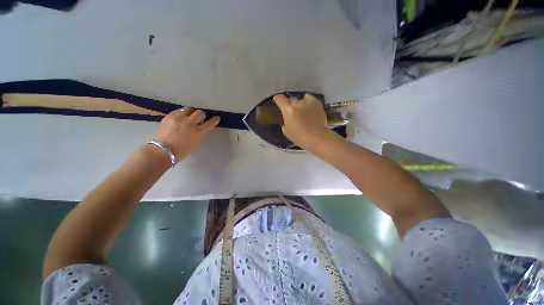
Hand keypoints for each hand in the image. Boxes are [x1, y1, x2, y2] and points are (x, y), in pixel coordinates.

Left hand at [155, 108, 219, 158]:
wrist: (163, 150)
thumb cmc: (183, 150)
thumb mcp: (197, 143)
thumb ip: (201, 134)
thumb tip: (202, 127)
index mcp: (199, 132)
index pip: (210, 123)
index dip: (214, 120)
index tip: (216, 118)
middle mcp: (190, 123)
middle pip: (200, 113)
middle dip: (201, 115)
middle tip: (199, 119)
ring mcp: (179, 118)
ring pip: (189, 109)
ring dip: (191, 113)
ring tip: (189, 117)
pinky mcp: (170, 116)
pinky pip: (179, 111)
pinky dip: (182, 114)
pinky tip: (180, 119)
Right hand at [273, 93, 331, 150]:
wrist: (317, 137)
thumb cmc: (299, 137)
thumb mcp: (286, 131)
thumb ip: (285, 121)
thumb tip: (287, 118)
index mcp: (288, 110)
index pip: (279, 98)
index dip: (277, 99)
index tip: (278, 102)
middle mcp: (297, 103)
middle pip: (291, 99)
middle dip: (290, 104)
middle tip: (292, 112)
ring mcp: (308, 102)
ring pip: (301, 99)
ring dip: (300, 104)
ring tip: (303, 111)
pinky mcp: (317, 103)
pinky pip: (310, 99)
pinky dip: (308, 102)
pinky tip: (310, 109)